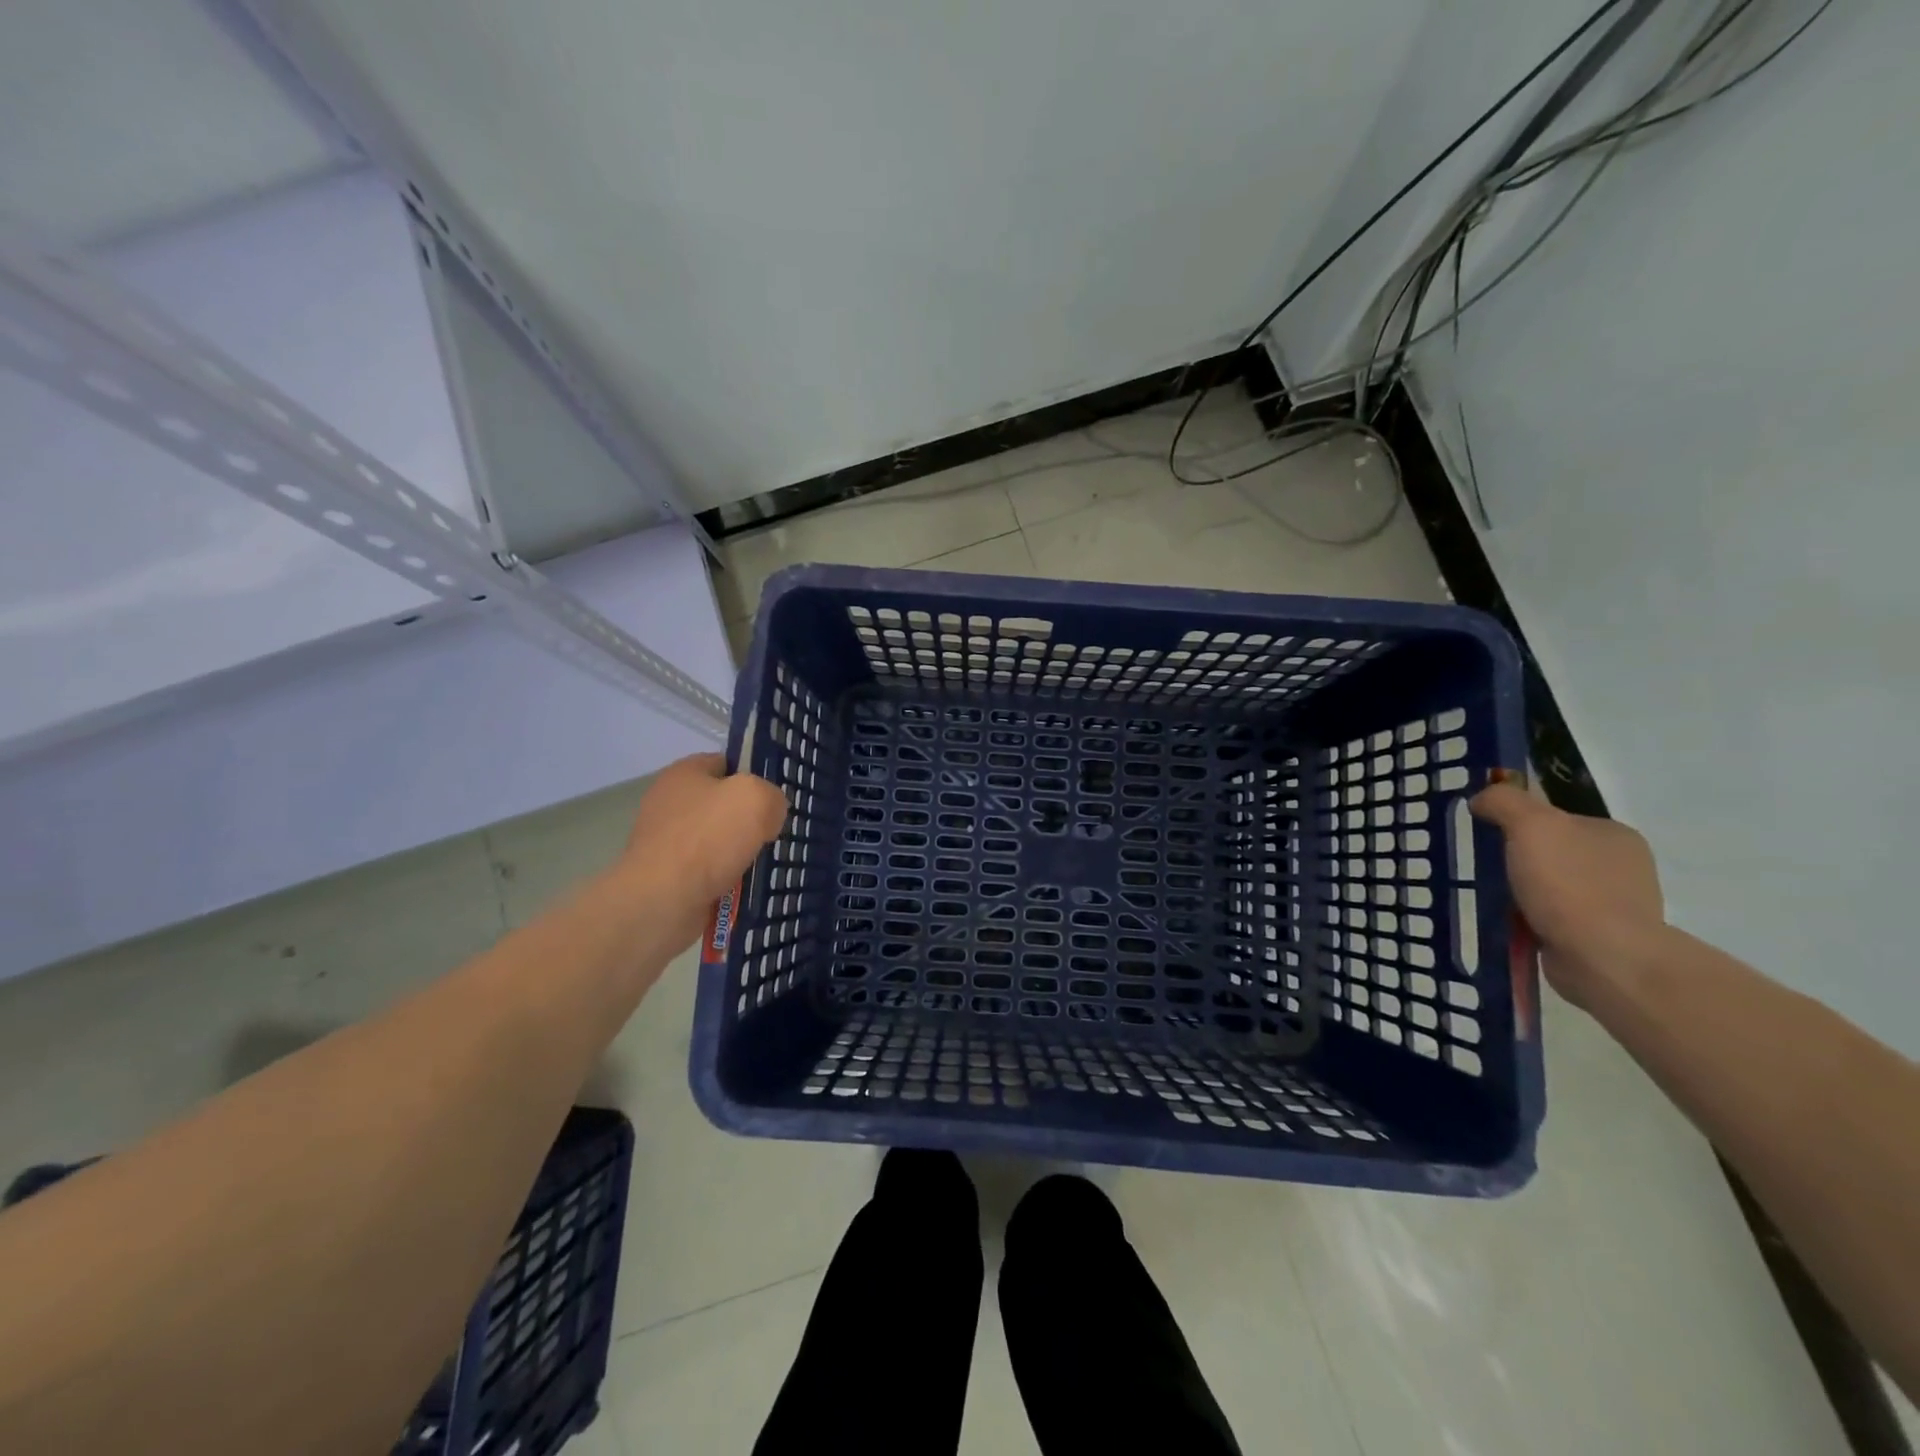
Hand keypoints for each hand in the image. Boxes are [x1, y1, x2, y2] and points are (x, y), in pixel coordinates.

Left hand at [618, 754, 786, 912]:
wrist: (661, 902)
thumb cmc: (707, 839)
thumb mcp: (756, 799)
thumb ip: (772, 796)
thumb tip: (769, 815)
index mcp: (684, 773)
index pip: (726, 763)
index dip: (754, 775)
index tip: (775, 797)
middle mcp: (669, 803)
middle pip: (723, 804)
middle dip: (750, 819)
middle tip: (775, 832)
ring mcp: (666, 842)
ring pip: (718, 841)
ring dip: (741, 852)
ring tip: (765, 864)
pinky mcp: (667, 876)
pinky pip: (708, 871)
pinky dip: (727, 879)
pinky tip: (745, 887)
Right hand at [1470, 779, 1665, 1007]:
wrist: (1603, 957)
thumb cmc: (1569, 884)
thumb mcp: (1530, 824)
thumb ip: (1504, 801)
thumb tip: (1483, 799)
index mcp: (1614, 834)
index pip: (1558, 816)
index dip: (1521, 821)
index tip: (1489, 833)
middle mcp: (1621, 866)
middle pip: (1553, 851)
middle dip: (1519, 858)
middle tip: (1485, 866)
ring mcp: (1614, 904)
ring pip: (1551, 885)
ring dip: (1522, 890)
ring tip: (1492, 897)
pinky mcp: (1600, 937)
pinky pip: (1552, 917)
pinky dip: (1530, 918)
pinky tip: (1510, 923)